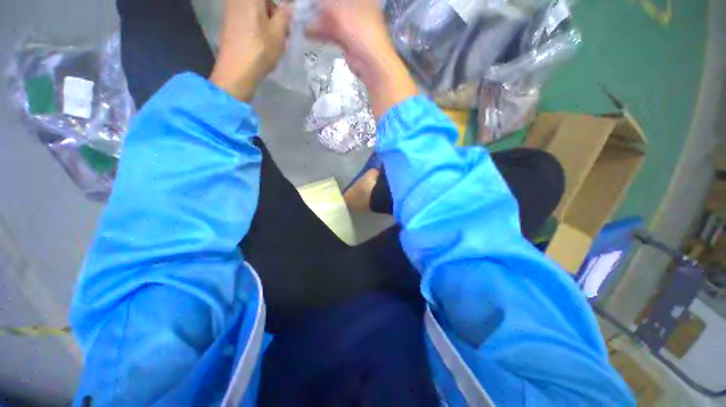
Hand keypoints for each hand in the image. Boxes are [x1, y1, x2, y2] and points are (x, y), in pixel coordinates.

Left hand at [210, 0, 291, 100]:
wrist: (236, 71)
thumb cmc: (259, 50)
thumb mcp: (278, 34)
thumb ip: (284, 15)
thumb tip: (288, 5)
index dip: (282, 5)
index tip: (288, 15)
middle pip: (262, 2)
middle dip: (275, 10)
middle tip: (285, 28)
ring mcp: (231, 9)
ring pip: (255, 8)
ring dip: (268, 18)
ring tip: (278, 37)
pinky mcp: (229, 21)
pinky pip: (248, 15)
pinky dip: (258, 23)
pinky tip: (265, 40)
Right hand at [307, 0, 417, 117]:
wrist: (372, 64)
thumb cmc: (360, 31)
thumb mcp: (341, 11)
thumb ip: (325, 4)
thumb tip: (312, 7)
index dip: (324, 1)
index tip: (308, 1)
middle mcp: (358, 10)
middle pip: (334, 6)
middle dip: (317, 8)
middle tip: (301, 10)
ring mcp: (354, 27)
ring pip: (332, 20)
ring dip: (317, 21)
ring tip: (300, 22)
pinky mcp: (349, 42)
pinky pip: (333, 34)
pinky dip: (322, 33)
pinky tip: (308, 34)